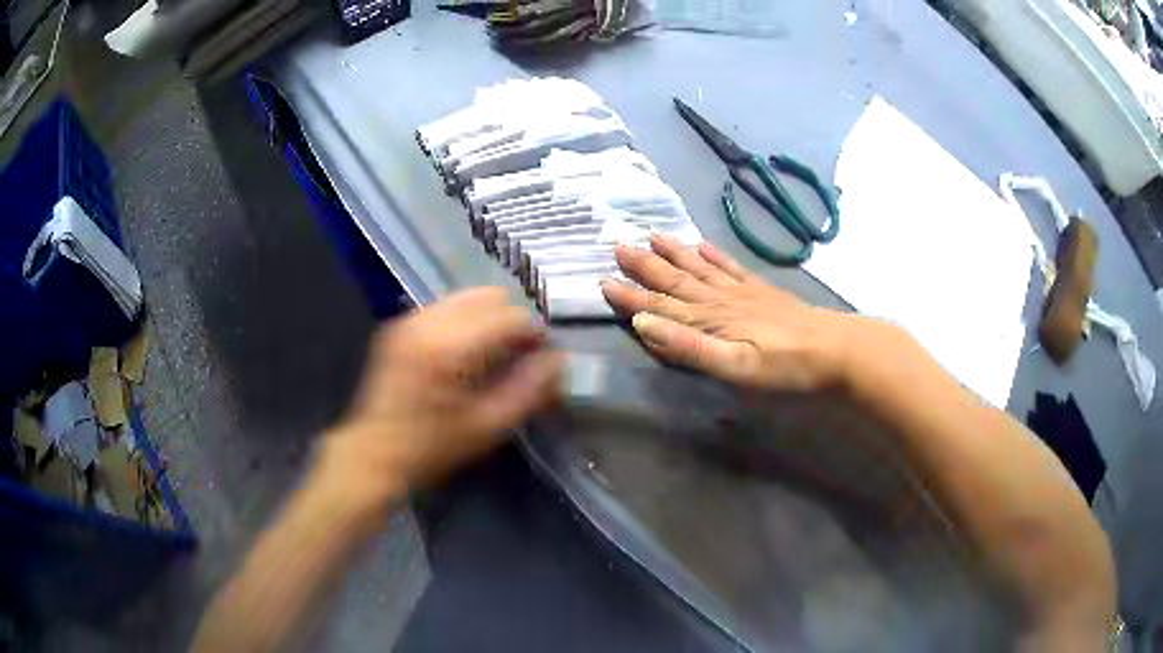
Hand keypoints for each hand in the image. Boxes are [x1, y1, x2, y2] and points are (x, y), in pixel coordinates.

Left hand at [322, 288, 561, 498]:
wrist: (374, 452)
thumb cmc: (432, 448)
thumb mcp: (487, 427)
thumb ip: (529, 390)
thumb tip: (559, 360)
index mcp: (450, 346)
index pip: (510, 316)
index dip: (533, 334)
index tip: (540, 358)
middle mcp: (428, 321)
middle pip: (489, 296)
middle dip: (511, 321)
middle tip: (517, 355)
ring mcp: (410, 319)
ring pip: (467, 298)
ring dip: (488, 319)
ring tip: (492, 355)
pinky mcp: (400, 326)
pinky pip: (446, 308)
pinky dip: (465, 322)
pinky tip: (464, 354)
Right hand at [601, 234, 854, 391]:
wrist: (835, 349)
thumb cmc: (785, 367)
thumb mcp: (735, 367)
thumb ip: (689, 346)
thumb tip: (644, 322)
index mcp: (710, 320)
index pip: (661, 306)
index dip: (631, 295)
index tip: (604, 281)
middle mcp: (720, 300)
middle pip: (676, 280)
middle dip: (645, 265)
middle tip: (617, 246)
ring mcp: (742, 292)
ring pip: (699, 268)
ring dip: (674, 253)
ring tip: (652, 236)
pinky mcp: (761, 291)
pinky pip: (730, 267)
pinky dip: (713, 254)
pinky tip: (702, 244)